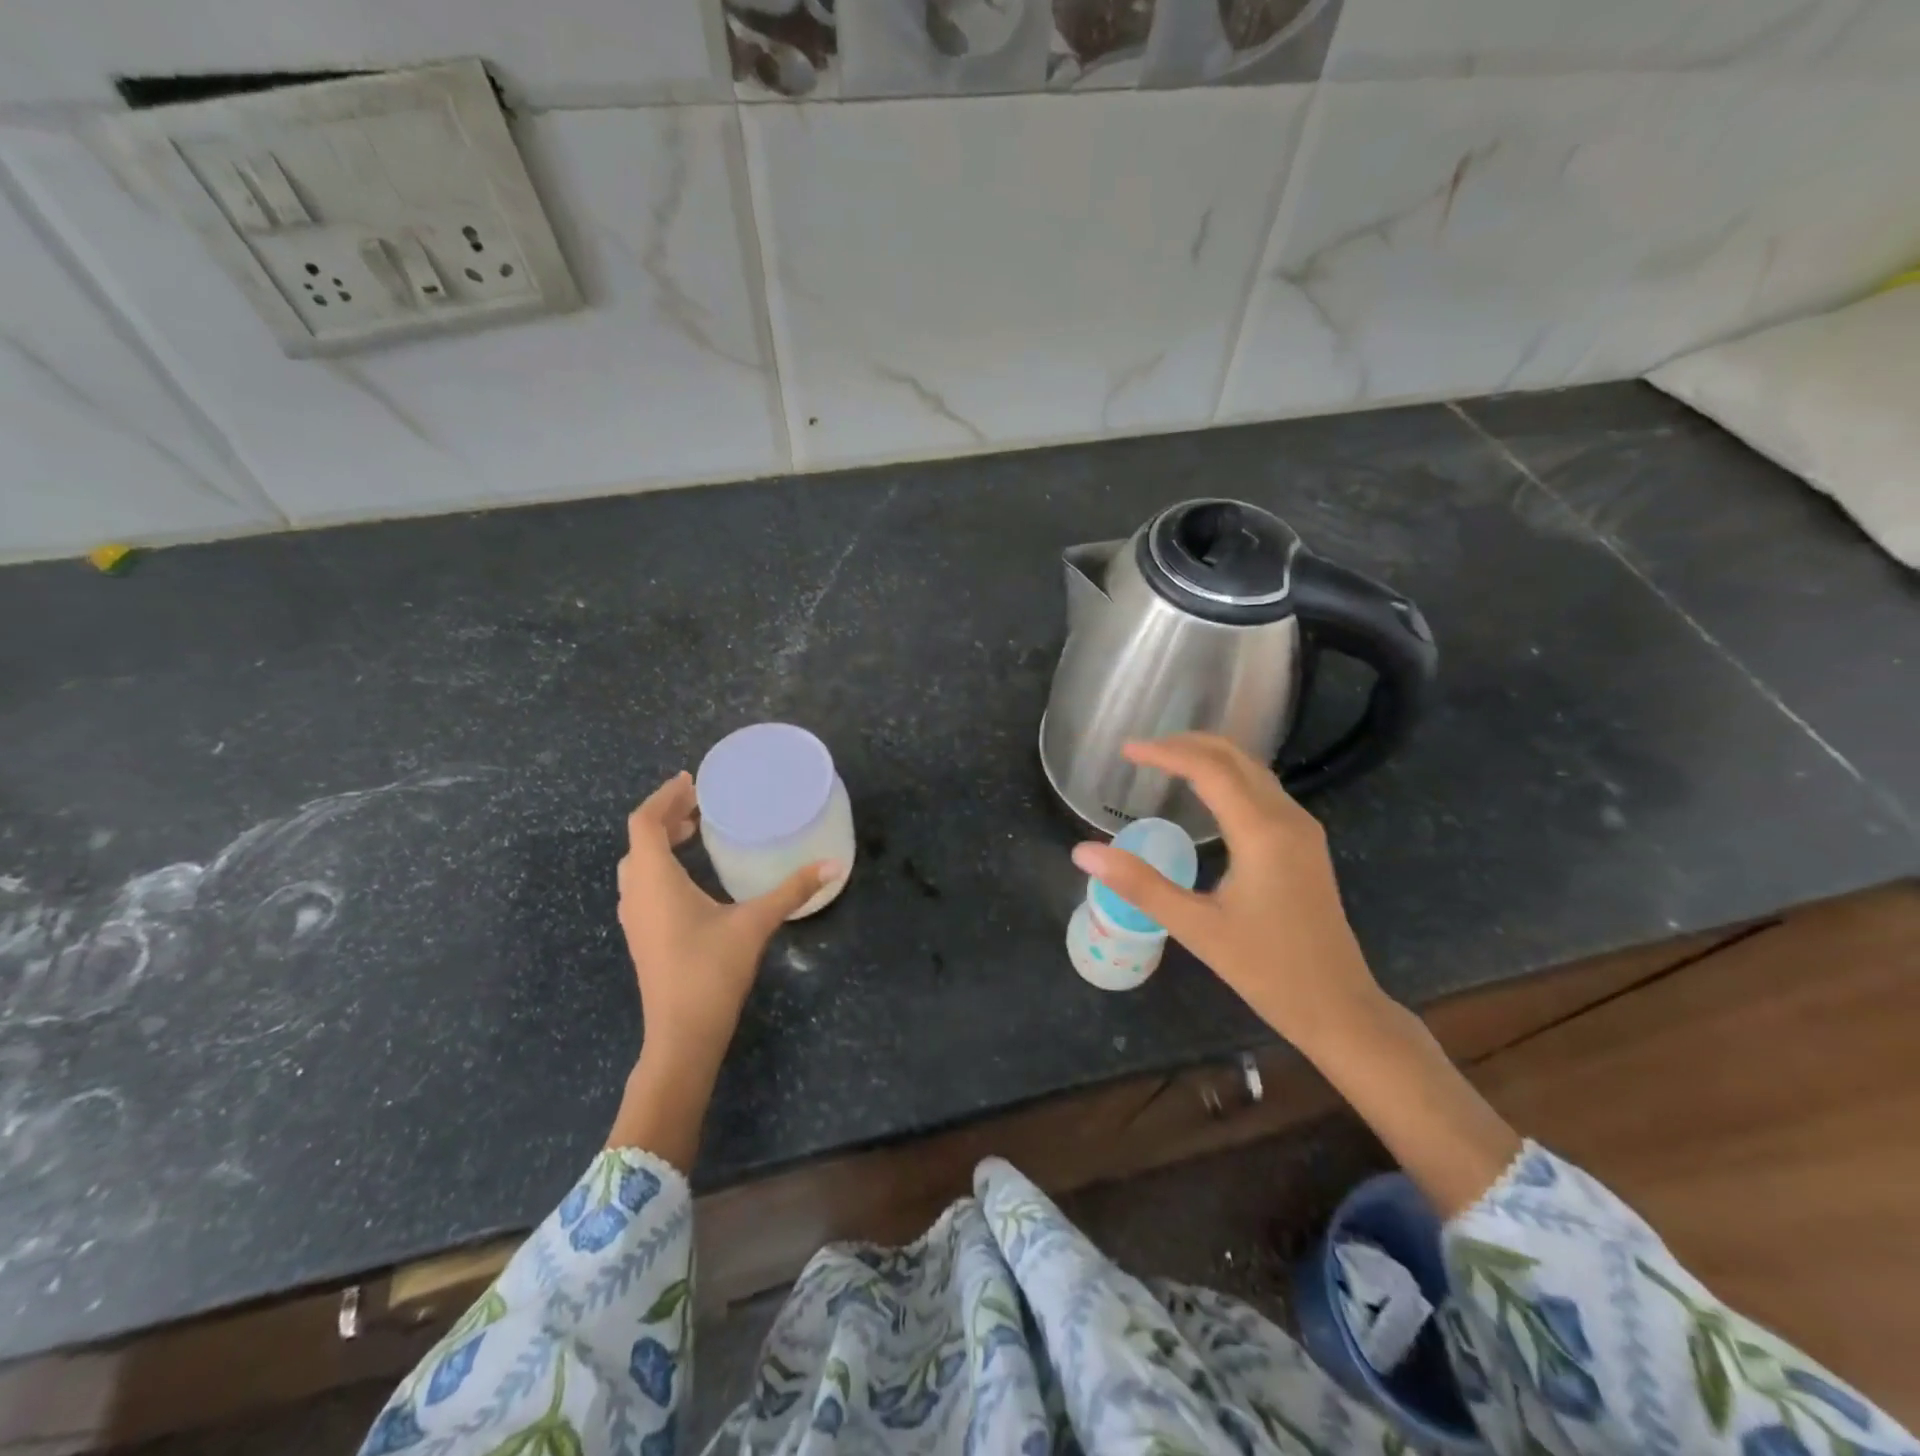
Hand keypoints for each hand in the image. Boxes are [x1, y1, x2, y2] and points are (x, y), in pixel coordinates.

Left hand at [617, 772, 837, 1079]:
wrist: (681, 1035)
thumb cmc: (712, 971)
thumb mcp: (755, 923)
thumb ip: (792, 890)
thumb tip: (834, 864)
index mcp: (655, 881)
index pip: (644, 822)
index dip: (664, 796)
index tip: (692, 781)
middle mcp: (636, 894)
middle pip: (639, 840)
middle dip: (666, 816)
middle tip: (700, 804)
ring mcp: (635, 918)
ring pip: (638, 865)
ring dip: (660, 842)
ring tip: (693, 831)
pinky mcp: (642, 936)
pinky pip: (643, 885)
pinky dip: (661, 866)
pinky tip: (691, 877)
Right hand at [1070, 734, 1384, 1051]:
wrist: (1338, 1006)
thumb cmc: (1267, 969)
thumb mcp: (1196, 928)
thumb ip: (1139, 885)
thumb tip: (1083, 852)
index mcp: (1262, 832)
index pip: (1209, 769)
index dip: (1165, 752)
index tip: (1126, 750)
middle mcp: (1287, 818)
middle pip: (1235, 757)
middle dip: (1187, 744)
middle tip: (1142, 750)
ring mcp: (1302, 829)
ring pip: (1253, 770)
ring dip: (1209, 757)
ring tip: (1165, 761)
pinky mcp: (1305, 844)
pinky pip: (1263, 790)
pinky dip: (1228, 776)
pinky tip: (1205, 793)